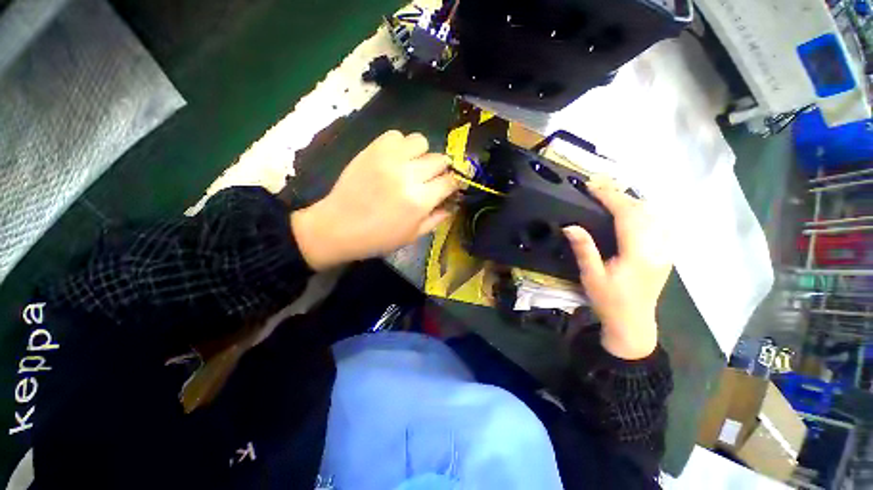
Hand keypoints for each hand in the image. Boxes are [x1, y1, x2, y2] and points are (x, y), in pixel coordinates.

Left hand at [291, 131, 457, 269]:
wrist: (337, 227)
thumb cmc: (378, 238)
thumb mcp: (412, 236)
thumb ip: (435, 219)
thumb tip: (451, 205)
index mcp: (420, 201)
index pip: (449, 181)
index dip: (454, 183)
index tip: (451, 186)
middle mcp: (408, 175)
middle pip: (440, 159)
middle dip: (441, 169)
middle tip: (431, 179)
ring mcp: (389, 159)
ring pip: (421, 141)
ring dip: (422, 154)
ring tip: (412, 166)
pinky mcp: (372, 150)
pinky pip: (396, 135)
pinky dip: (400, 145)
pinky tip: (395, 159)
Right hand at [564, 178, 672, 359]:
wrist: (633, 322)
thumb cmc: (609, 301)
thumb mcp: (591, 276)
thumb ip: (584, 249)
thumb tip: (570, 226)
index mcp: (638, 253)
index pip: (627, 215)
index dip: (610, 197)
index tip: (592, 186)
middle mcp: (657, 247)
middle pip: (643, 210)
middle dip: (620, 194)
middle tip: (597, 186)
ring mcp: (665, 250)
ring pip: (654, 214)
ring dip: (632, 200)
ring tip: (610, 195)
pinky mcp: (665, 253)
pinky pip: (659, 223)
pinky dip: (644, 211)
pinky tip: (632, 211)